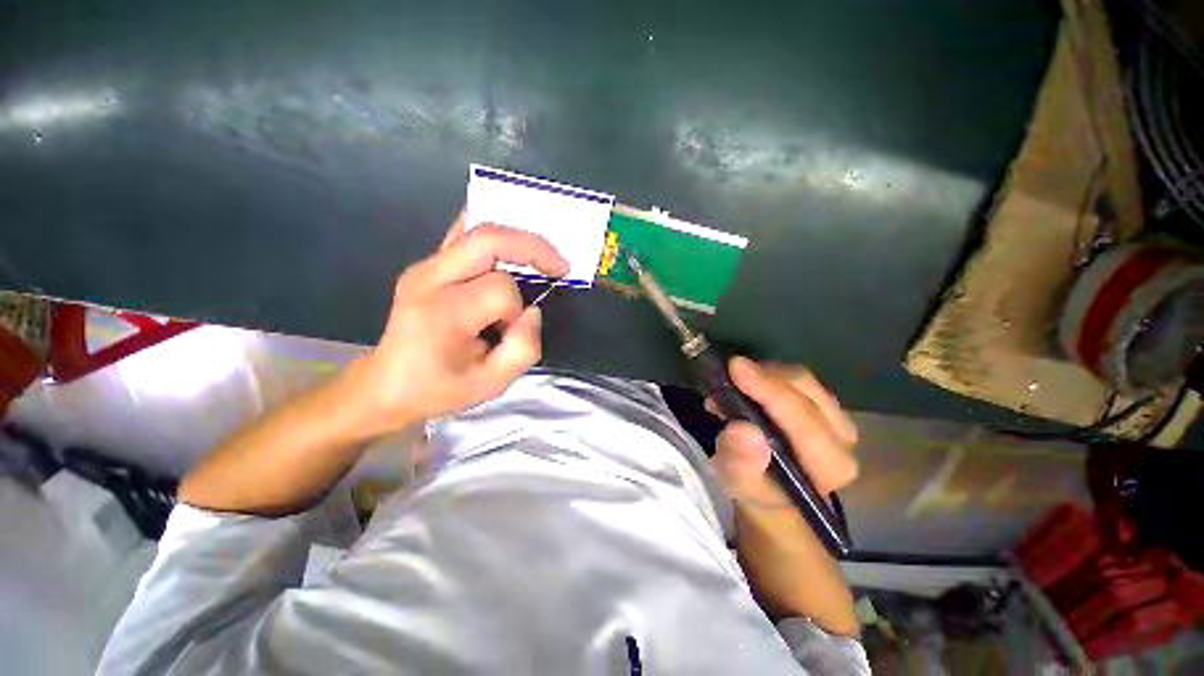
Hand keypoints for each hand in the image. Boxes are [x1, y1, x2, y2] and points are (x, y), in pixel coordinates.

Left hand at [344, 213, 567, 435]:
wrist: (387, 385)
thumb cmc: (440, 388)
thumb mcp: (491, 384)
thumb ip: (523, 348)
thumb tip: (532, 310)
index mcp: (443, 312)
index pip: (500, 289)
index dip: (517, 309)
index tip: (510, 331)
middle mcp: (429, 278)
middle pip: (489, 238)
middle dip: (532, 247)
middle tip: (559, 266)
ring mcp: (424, 266)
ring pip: (478, 229)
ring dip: (517, 240)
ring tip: (541, 259)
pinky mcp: (427, 264)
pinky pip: (464, 234)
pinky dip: (494, 236)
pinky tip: (511, 246)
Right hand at [708, 357, 858, 508]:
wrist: (776, 491)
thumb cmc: (757, 488)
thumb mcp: (738, 483)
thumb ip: (740, 463)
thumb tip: (744, 430)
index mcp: (829, 465)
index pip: (802, 418)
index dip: (769, 390)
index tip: (736, 367)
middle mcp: (843, 438)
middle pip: (805, 389)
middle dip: (763, 376)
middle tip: (728, 376)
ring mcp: (837, 417)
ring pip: (802, 378)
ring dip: (763, 373)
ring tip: (733, 384)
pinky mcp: (825, 405)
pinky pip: (797, 379)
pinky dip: (767, 375)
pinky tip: (746, 384)